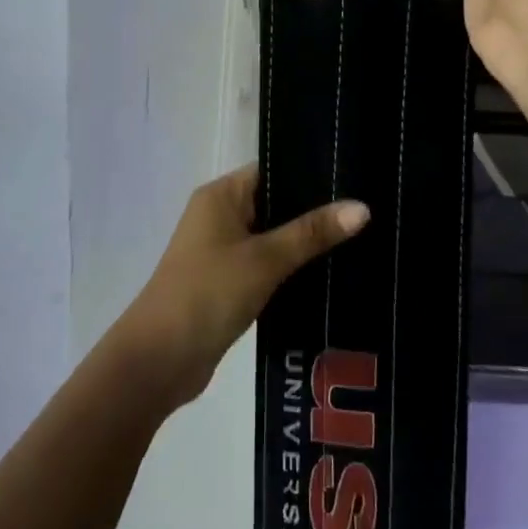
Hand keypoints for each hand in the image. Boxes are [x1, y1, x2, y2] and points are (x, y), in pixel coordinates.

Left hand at [113, 166, 368, 411]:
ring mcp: (222, 250)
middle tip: (368, 211)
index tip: (355, 177)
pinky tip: (330, 274)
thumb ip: (312, 233)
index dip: (312, 172)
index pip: (273, 169)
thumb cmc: (208, 294)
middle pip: (276, 202)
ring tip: (361, 239)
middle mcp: (220, 214)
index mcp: (221, 195)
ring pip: (274, 236)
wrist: (159, 360)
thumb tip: (362, 207)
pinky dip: (292, 268)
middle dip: (316, 210)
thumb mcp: (265, 260)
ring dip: (306, 242)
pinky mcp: (228, 282)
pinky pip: (267, 264)